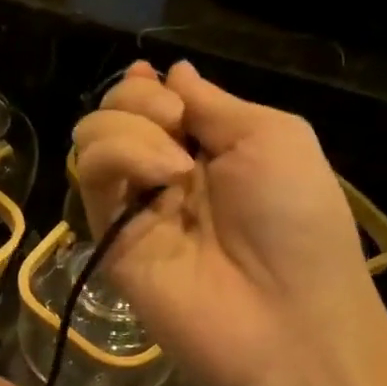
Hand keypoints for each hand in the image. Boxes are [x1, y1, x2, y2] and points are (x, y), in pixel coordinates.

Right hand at [70, 61, 377, 385]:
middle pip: (115, 112)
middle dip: (138, 100)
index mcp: (208, 148)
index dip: (148, 86)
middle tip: (176, 126)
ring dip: (130, 129)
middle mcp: (163, 173)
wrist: (283, 314)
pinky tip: (160, 179)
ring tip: (175, 166)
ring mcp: (132, 206)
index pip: (154, 101)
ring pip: (92, 137)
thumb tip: (172, 71)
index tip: (156, 81)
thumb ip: (214, 103)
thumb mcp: (273, 136)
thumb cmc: (296, 219)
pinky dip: (119, 156)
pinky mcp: (107, 236)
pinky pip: (91, 174)